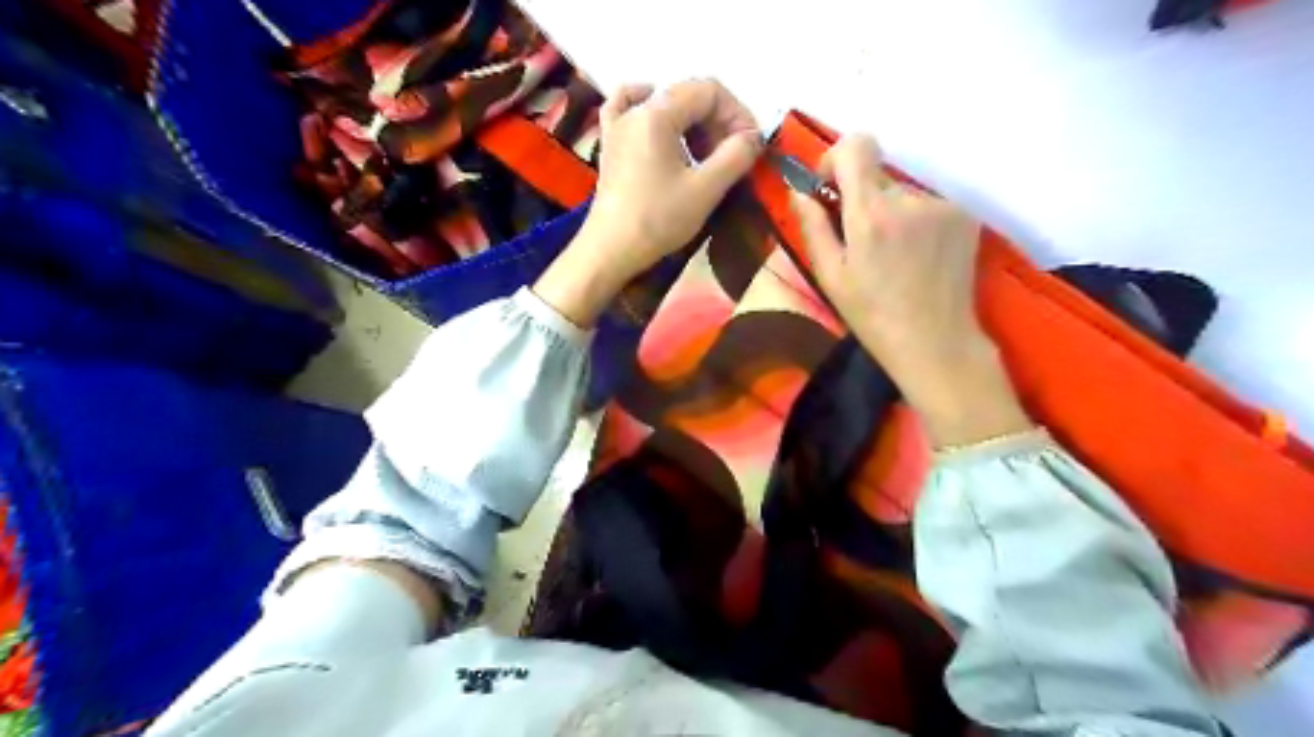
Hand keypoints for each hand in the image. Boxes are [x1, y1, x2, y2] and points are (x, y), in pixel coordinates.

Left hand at [531, 75, 760, 323]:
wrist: (610, 250)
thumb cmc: (658, 220)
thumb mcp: (705, 190)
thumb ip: (735, 156)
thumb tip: (754, 137)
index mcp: (657, 113)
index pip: (709, 91)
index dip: (737, 114)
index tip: (750, 146)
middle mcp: (635, 110)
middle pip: (687, 96)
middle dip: (718, 122)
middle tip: (732, 157)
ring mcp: (617, 126)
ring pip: (664, 105)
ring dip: (693, 125)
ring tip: (705, 157)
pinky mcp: (610, 146)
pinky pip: (629, 111)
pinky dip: (650, 112)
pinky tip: (660, 124)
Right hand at [791, 131, 1036, 445]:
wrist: (935, 342)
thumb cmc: (872, 315)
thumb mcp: (830, 275)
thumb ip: (812, 226)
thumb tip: (799, 190)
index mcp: (871, 212)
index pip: (857, 144)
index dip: (837, 158)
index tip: (831, 189)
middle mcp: (909, 198)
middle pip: (877, 174)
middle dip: (861, 197)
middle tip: (860, 240)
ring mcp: (943, 205)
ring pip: (903, 192)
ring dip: (891, 212)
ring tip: (892, 256)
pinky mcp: (965, 216)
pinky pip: (928, 205)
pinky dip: (916, 222)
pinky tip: (916, 257)